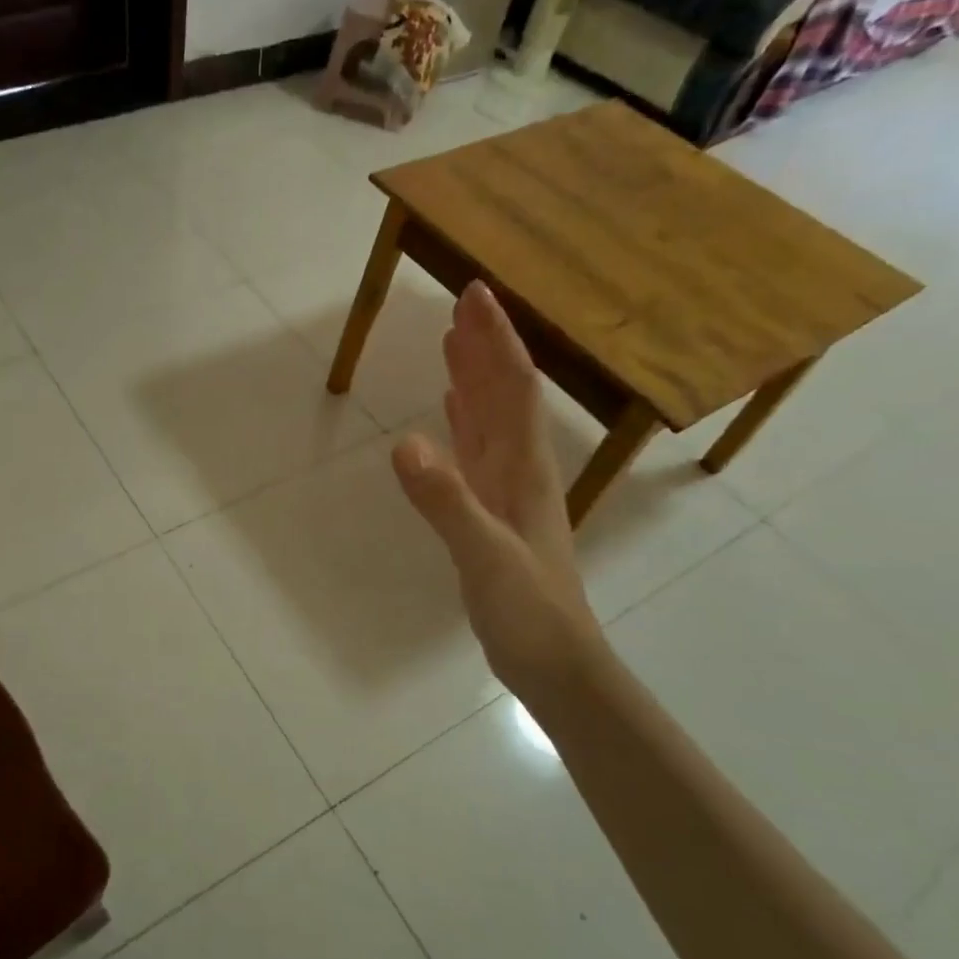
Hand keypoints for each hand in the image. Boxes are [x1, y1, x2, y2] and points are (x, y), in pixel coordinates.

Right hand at [391, 282, 606, 693]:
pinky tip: (452, 408)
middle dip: (486, 344)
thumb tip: (403, 442)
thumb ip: (445, 501)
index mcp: (524, 469)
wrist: (555, 664)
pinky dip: (465, 421)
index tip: (475, 294)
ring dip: (475, 376)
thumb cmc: (528, 611)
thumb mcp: (484, 556)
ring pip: (491, 417)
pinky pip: (477, 451)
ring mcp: (507, 490)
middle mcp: (520, 468)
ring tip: (454, 340)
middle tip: (463, 300)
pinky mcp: (492, 512)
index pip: (513, 388)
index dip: (495, 340)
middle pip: (505, 393)